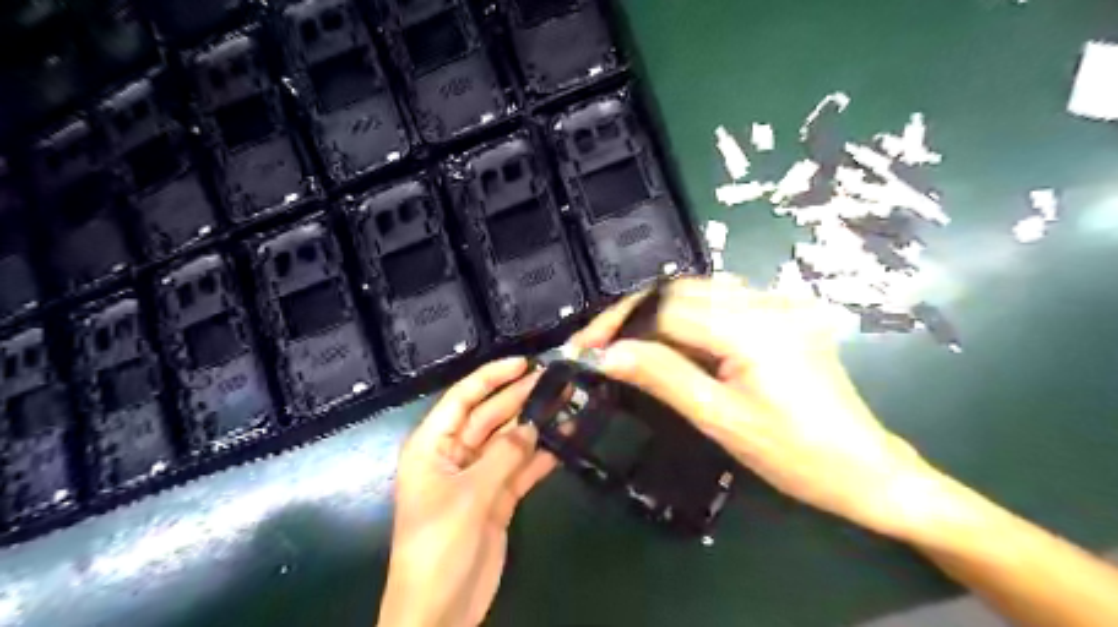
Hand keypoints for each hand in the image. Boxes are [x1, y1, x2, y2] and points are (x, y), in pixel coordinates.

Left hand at [382, 357, 555, 625]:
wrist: (440, 611)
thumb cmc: (438, 546)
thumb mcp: (469, 496)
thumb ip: (503, 456)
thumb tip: (532, 425)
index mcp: (433, 446)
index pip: (463, 398)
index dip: (492, 377)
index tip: (524, 364)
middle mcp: (455, 454)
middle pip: (490, 416)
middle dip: (520, 398)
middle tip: (556, 381)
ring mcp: (478, 476)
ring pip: (509, 441)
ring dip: (535, 425)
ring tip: (567, 404)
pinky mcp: (497, 498)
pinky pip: (520, 468)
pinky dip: (540, 457)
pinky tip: (564, 442)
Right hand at [572, 278, 946, 538]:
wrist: (865, 469)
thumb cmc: (793, 455)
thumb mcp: (719, 420)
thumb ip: (662, 377)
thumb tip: (608, 355)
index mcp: (753, 329)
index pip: (667, 308)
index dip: (622, 324)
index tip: (587, 346)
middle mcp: (768, 302)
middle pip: (681, 290)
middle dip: (636, 314)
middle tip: (604, 344)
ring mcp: (781, 303)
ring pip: (701, 290)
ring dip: (660, 312)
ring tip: (632, 343)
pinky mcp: (786, 312)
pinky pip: (725, 299)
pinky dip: (691, 313)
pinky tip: (676, 338)